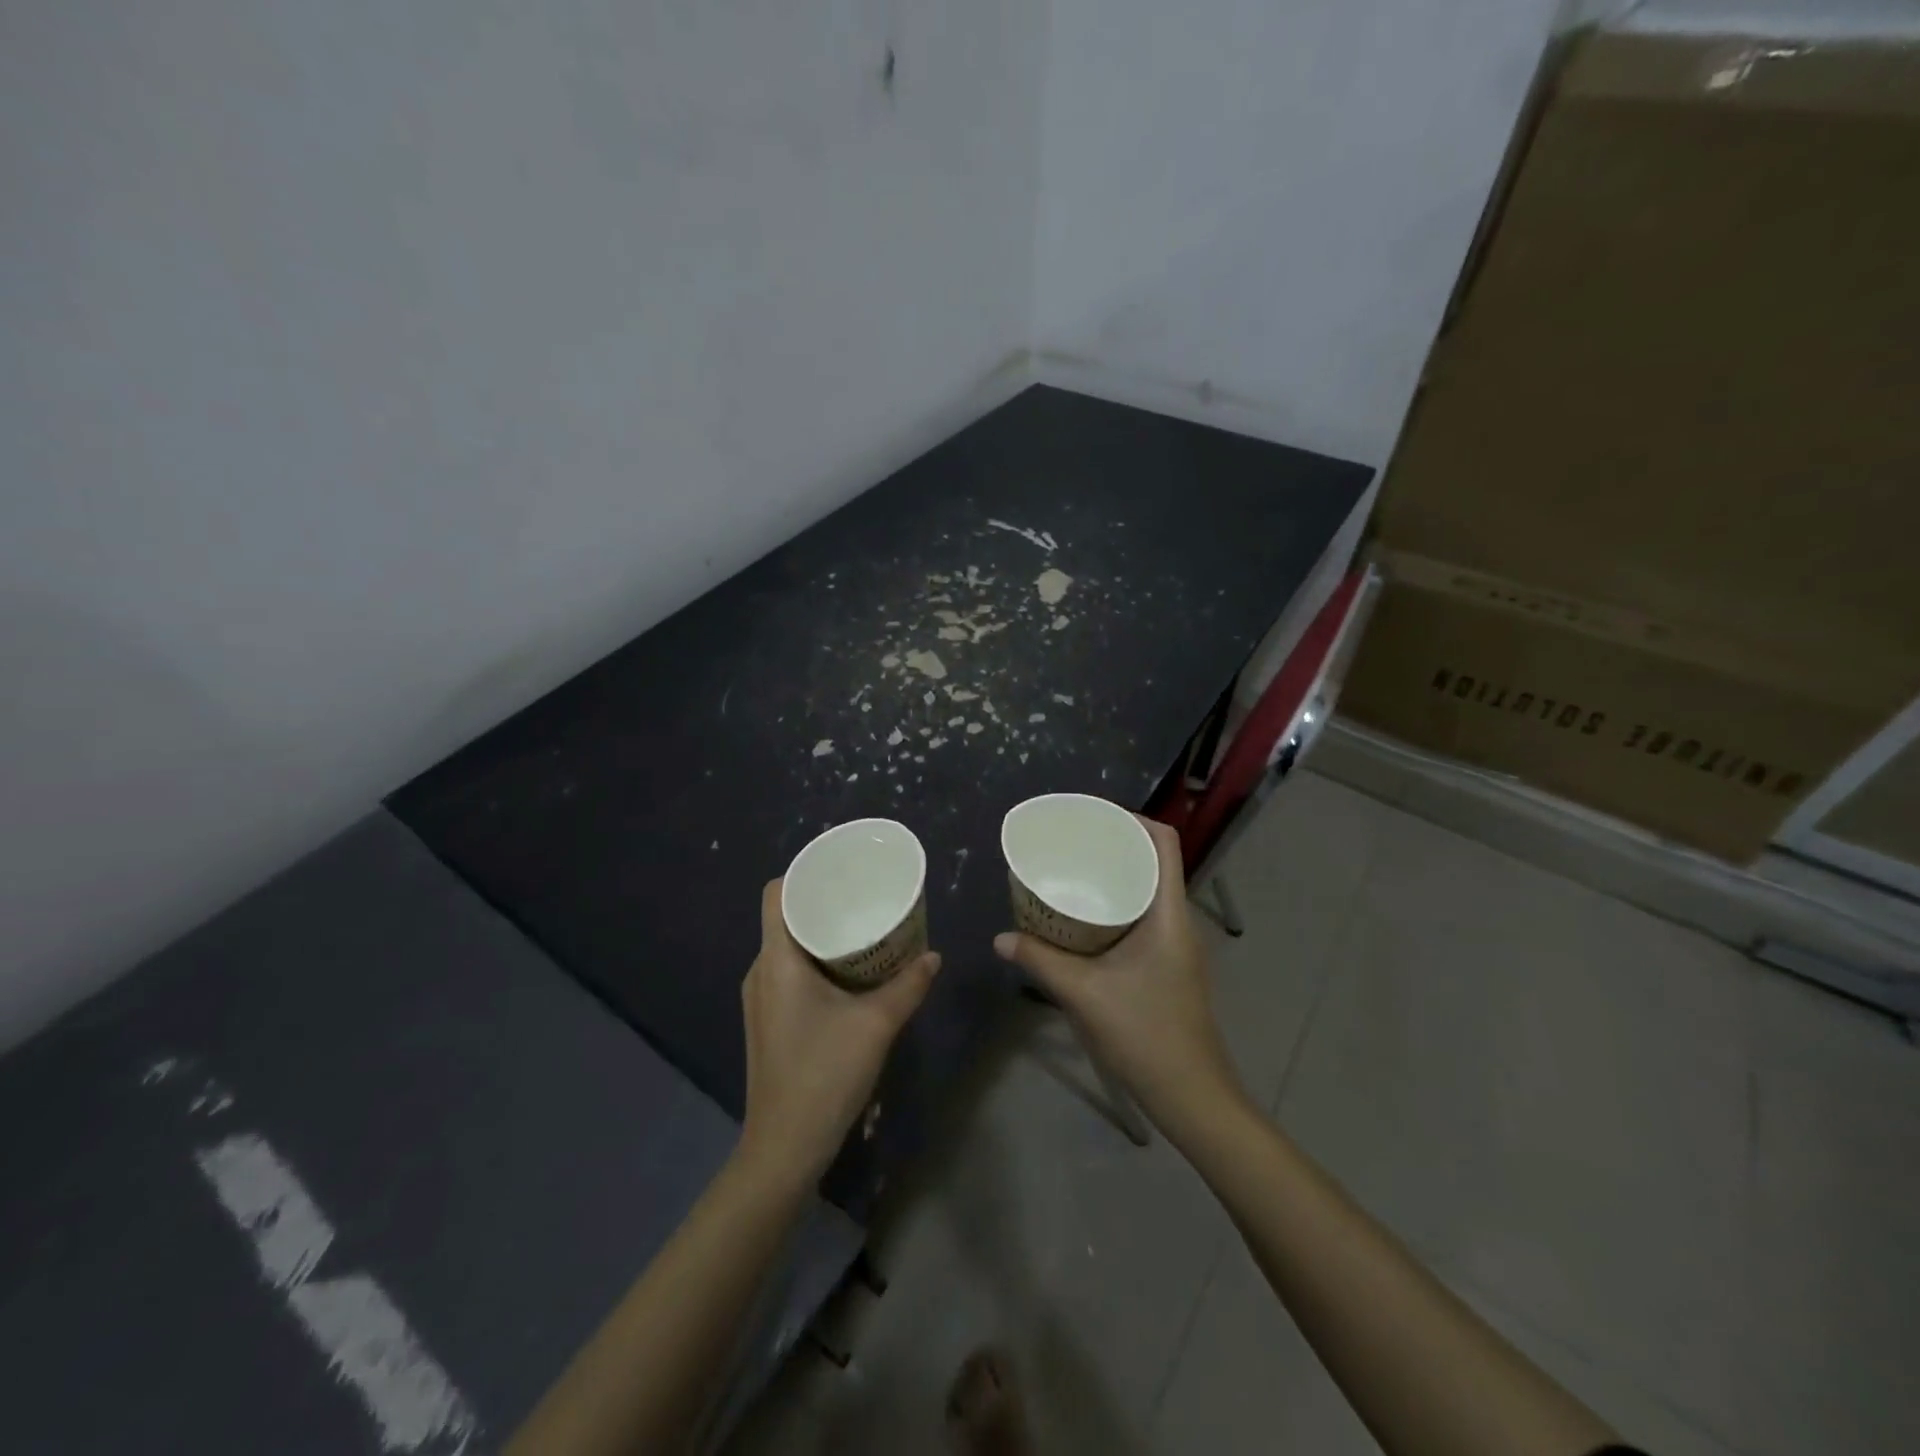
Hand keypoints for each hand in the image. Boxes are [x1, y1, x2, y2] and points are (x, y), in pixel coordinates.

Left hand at [739, 880, 940, 1185]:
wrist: (784, 1148)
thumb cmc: (824, 1075)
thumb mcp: (876, 1025)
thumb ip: (908, 985)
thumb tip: (933, 956)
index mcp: (776, 960)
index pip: (775, 893)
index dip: (803, 873)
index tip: (840, 870)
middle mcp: (760, 972)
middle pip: (784, 917)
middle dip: (823, 902)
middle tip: (864, 896)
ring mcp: (760, 998)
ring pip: (787, 946)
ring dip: (821, 933)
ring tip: (862, 928)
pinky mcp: (767, 1020)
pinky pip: (788, 971)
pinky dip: (815, 960)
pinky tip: (848, 973)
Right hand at [994, 817, 1245, 1142]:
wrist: (1191, 1095)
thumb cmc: (1145, 1035)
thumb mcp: (1084, 994)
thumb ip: (1041, 961)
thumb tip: (1001, 938)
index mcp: (1168, 914)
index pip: (1164, 843)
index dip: (1133, 819)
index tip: (1093, 816)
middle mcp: (1177, 920)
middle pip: (1154, 861)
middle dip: (1115, 844)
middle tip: (1072, 842)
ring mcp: (1176, 944)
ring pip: (1148, 890)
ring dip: (1116, 875)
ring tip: (1073, 872)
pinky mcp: (1167, 964)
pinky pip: (1143, 916)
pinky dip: (1117, 904)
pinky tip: (1085, 919)